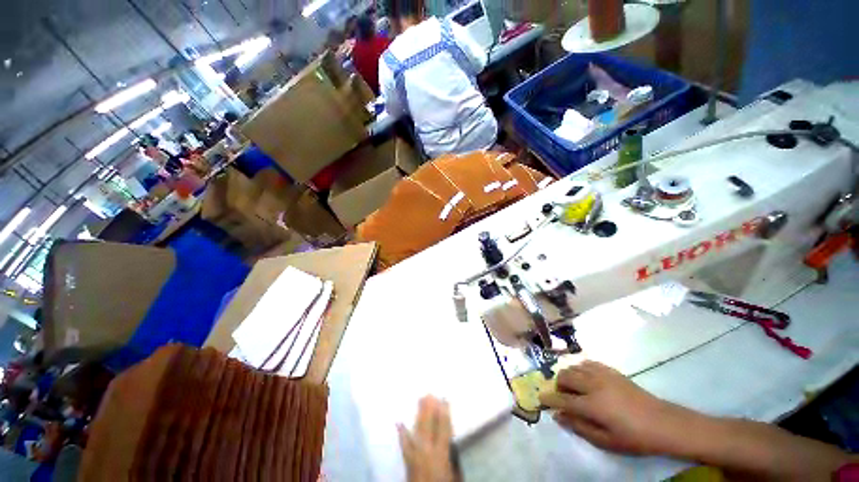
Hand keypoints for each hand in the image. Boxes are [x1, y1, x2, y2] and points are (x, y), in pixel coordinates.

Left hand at [398, 396, 456, 481]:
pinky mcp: (408, 461)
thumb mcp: (453, 473)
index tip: (444, 398)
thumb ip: (451, 455)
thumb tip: (450, 439)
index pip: (444, 428)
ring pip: (417, 429)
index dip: (444, 412)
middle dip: (429, 408)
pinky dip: (402, 433)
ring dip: (419, 413)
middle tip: (429, 392)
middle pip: (429, 424)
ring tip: (420, 399)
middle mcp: (427, 450)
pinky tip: (399, 422)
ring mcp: (415, 454)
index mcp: (440, 453)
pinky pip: (404, 444)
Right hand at [539, 361, 689, 455]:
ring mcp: (602, 374)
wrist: (663, 423)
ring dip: (568, 376)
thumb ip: (579, 427)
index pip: (562, 399)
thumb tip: (558, 416)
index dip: (549, 399)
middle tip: (562, 397)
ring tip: (574, 388)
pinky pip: (587, 363)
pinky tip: (586, 379)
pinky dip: (580, 369)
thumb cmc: (635, 438)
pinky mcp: (610, 370)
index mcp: (592, 405)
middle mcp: (593, 385)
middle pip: (564, 377)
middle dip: (558, 385)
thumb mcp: (606, 442)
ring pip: (574, 367)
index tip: (540, 399)